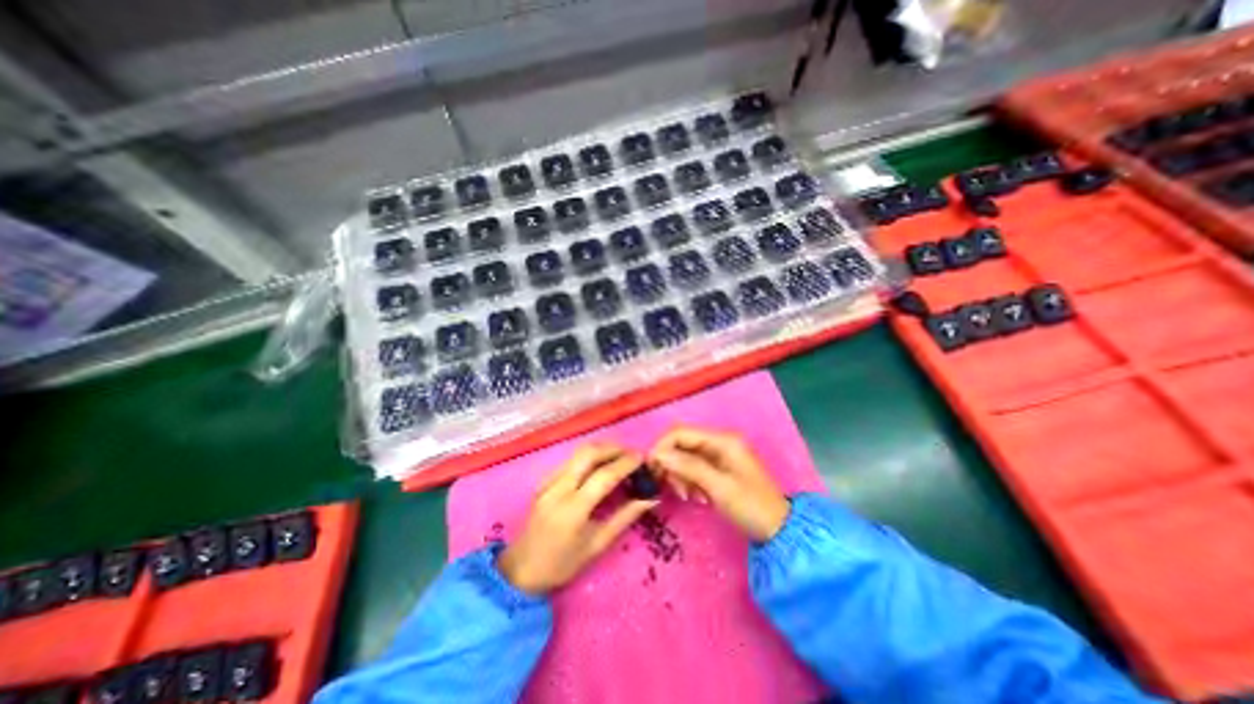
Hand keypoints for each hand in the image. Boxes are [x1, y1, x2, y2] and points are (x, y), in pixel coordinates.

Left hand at [498, 446, 659, 593]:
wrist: (521, 570)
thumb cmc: (562, 564)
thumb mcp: (597, 545)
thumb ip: (625, 517)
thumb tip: (650, 499)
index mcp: (573, 509)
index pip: (604, 476)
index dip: (625, 463)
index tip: (642, 459)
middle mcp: (558, 488)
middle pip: (589, 453)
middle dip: (614, 448)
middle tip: (632, 455)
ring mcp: (548, 480)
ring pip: (578, 452)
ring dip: (602, 449)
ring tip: (620, 457)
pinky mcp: (544, 479)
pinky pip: (571, 459)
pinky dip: (589, 456)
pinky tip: (600, 465)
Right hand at [652, 427, 785, 542]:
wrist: (778, 530)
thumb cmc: (751, 506)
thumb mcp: (719, 487)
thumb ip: (689, 467)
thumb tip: (659, 455)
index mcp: (722, 440)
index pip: (681, 432)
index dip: (662, 446)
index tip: (652, 468)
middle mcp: (719, 441)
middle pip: (681, 443)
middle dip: (672, 464)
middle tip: (673, 488)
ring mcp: (719, 454)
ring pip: (685, 456)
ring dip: (680, 475)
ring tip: (688, 496)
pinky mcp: (718, 467)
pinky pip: (693, 467)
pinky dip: (689, 480)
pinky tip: (697, 497)